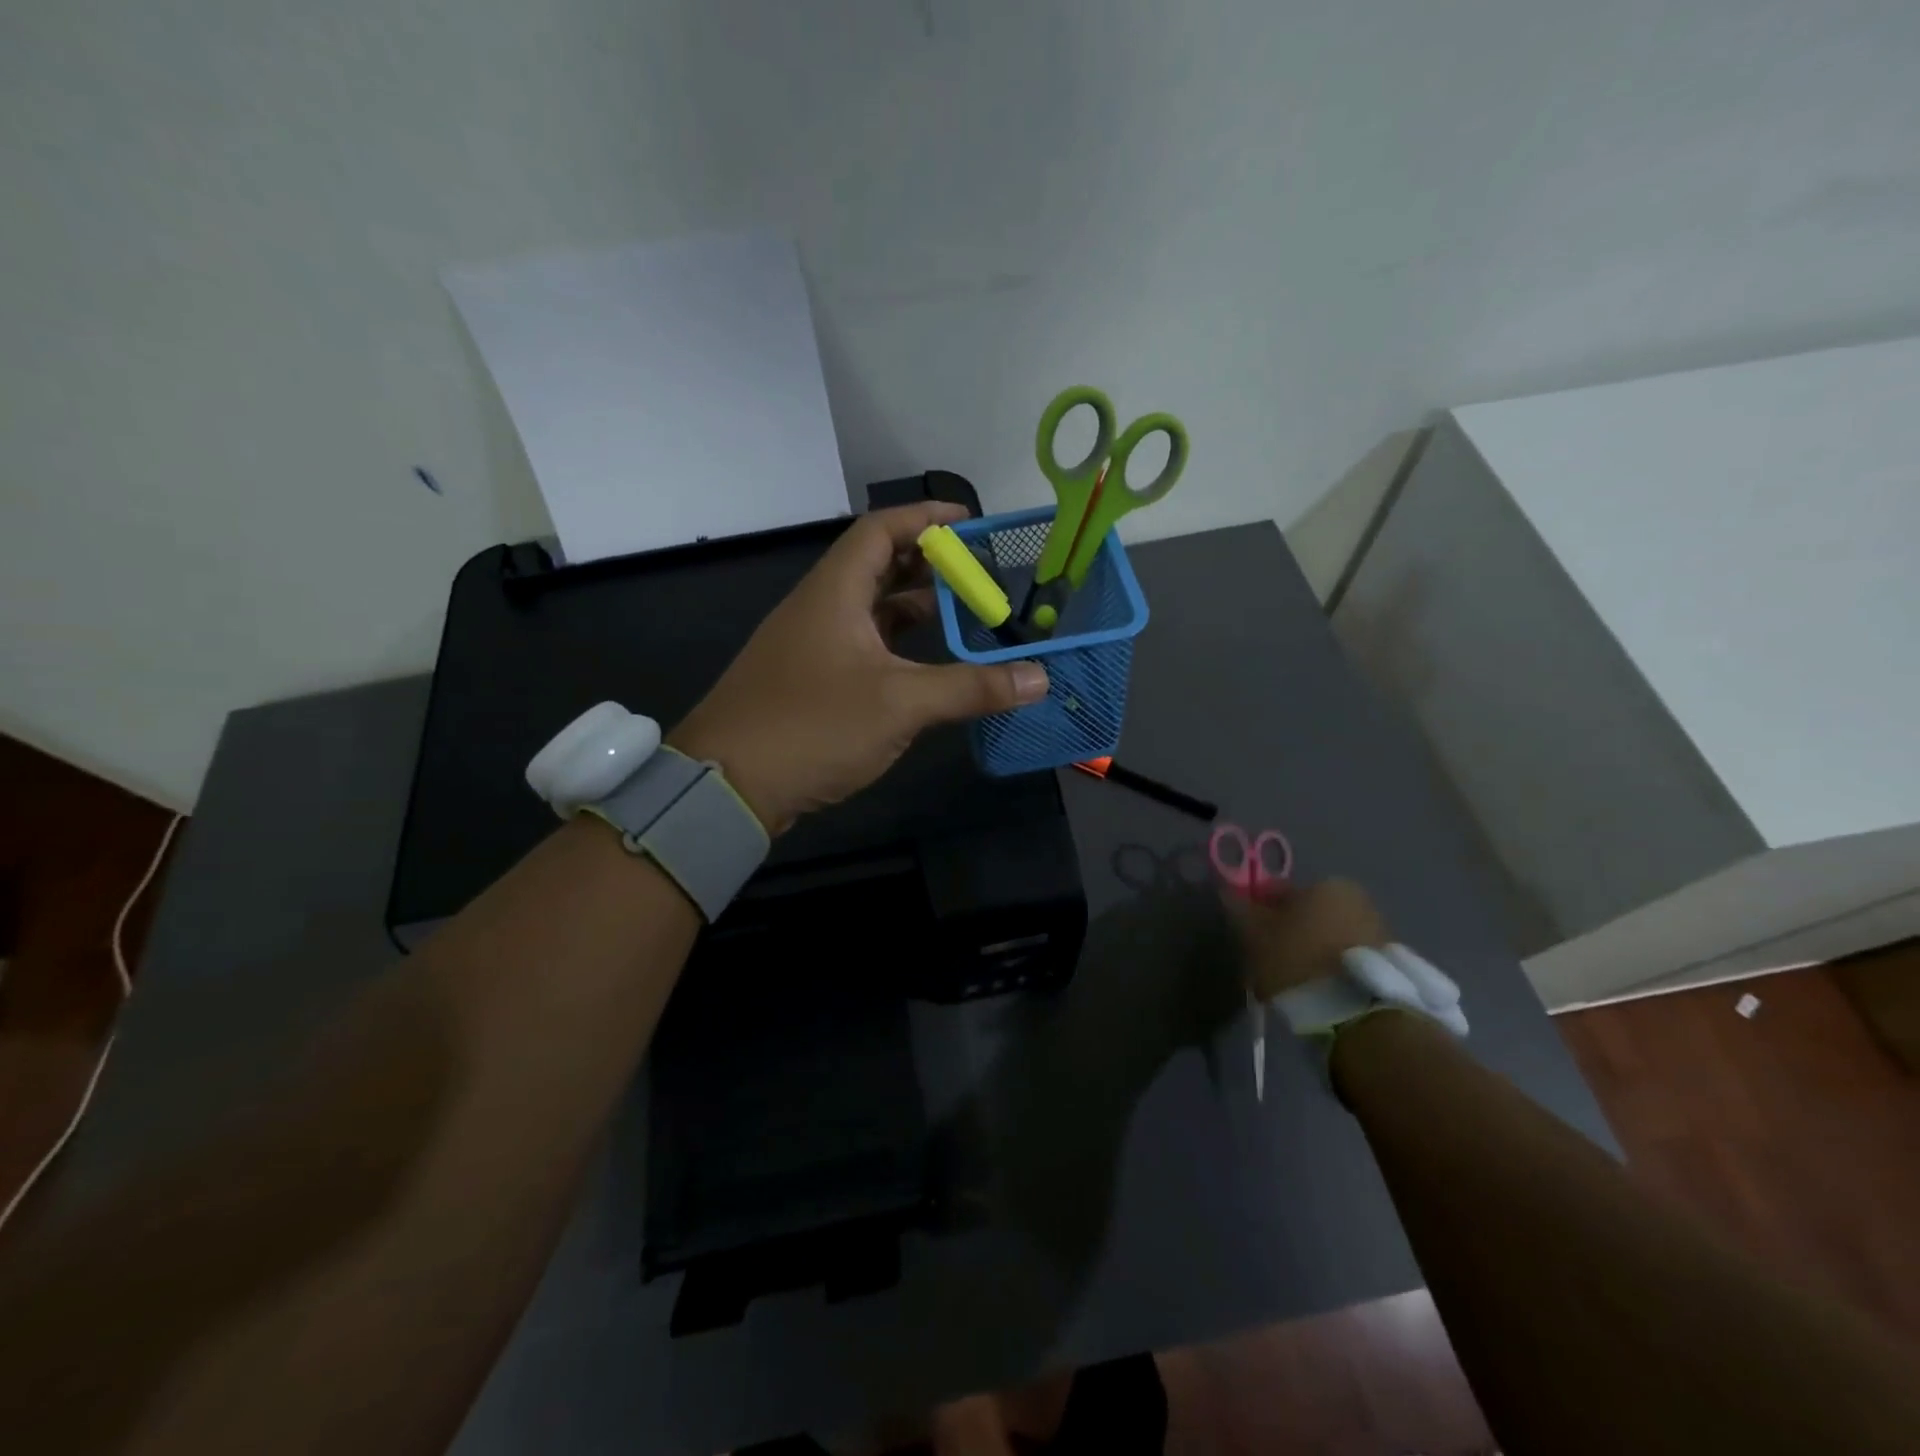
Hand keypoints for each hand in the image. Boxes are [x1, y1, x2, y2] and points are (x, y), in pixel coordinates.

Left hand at [670, 503, 1049, 833]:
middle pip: (877, 567)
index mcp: (834, 592)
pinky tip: (926, 666)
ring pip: (870, 611)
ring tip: (963, 615)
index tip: (970, 520)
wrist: (727, 785)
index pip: (881, 530)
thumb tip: (1039, 678)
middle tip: (978, 572)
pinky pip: (862, 646)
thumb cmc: (813, 726)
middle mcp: (820, 609)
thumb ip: (971, 688)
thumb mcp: (901, 703)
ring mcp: (811, 647)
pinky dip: (897, 646)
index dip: (925, 518)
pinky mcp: (809, 682)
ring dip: (913, 608)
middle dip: (928, 564)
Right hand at [1233, 878, 1390, 1000]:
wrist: (1362, 1014)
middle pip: (1307, 914)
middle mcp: (1356, 899)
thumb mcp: (1256, 936)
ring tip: (1292, 985)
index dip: (1259, 912)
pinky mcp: (1390, 966)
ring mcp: (1378, 932)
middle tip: (1268, 962)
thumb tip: (1228, 892)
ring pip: (1327, 938)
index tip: (1249, 936)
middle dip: (1287, 933)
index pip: (1278, 891)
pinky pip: (1346, 961)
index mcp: (1325, 884)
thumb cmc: (1300, 961)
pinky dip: (1330, 971)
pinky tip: (1317, 994)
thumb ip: (1240, 910)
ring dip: (1310, 953)